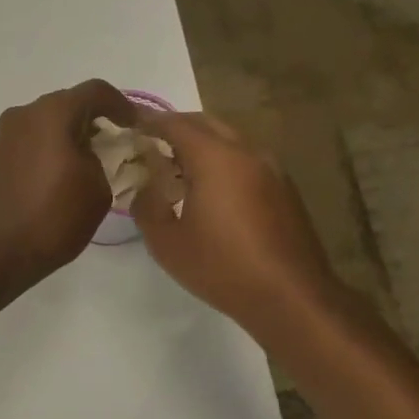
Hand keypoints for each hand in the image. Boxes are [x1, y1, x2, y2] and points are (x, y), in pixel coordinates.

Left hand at [0, 80, 135, 294]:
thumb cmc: (51, 220)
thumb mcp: (96, 190)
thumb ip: (100, 160)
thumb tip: (88, 155)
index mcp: (51, 114)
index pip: (95, 91)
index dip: (121, 105)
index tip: (134, 126)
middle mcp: (21, 116)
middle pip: (65, 105)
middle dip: (91, 121)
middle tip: (110, 147)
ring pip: (41, 125)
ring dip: (63, 137)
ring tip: (80, 166)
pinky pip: (23, 144)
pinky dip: (42, 152)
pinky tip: (50, 180)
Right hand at [131, 111, 344, 338]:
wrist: (290, 297)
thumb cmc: (222, 267)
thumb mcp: (166, 242)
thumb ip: (147, 205)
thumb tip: (144, 186)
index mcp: (215, 158)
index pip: (175, 124)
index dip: (148, 121)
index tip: (128, 124)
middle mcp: (246, 152)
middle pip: (205, 123)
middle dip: (175, 127)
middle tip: (150, 144)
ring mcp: (270, 168)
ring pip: (229, 139)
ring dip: (201, 143)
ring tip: (176, 167)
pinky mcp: (283, 187)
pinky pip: (245, 158)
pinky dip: (222, 160)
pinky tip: (209, 189)